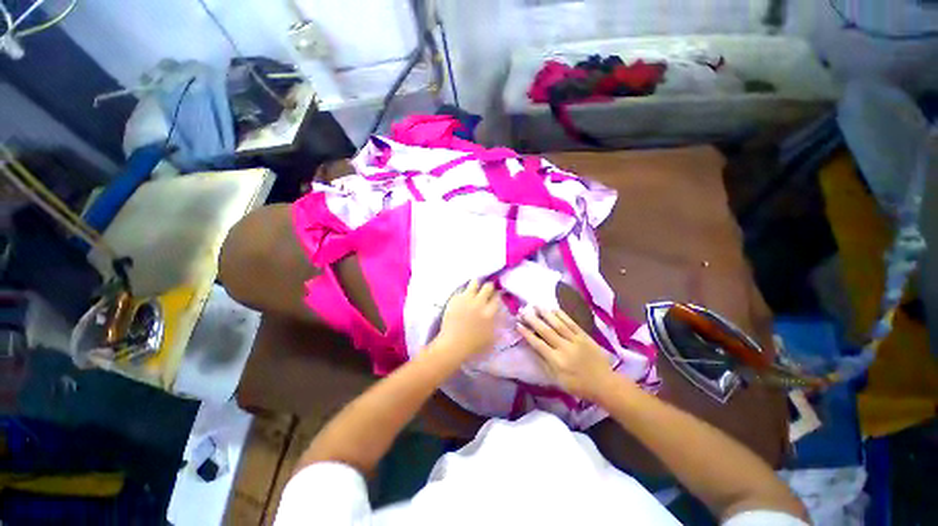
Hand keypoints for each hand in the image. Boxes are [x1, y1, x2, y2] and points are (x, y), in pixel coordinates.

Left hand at [435, 279, 500, 359]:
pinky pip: (462, 290)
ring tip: (475, 287)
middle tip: (487, 291)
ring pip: (474, 283)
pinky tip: (463, 298)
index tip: (495, 296)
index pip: (497, 297)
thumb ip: (497, 324)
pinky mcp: (455, 299)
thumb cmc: (473, 345)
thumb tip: (500, 315)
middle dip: (489, 287)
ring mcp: (466, 299)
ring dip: (476, 284)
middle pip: (488, 287)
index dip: (497, 296)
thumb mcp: (491, 337)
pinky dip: (464, 293)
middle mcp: (479, 302)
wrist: (453, 345)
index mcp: (490, 312)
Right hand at [518, 308, 618, 399]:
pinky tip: (554, 309)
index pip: (538, 344)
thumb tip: (533, 349)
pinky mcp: (585, 336)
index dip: (527, 334)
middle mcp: (565, 348)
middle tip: (524, 311)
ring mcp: (576, 340)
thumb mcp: (558, 380)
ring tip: (536, 305)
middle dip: (533, 320)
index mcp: (557, 361)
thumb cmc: (578, 385)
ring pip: (558, 324)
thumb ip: (544, 364)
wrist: (604, 384)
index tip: (518, 324)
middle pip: (546, 331)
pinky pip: (572, 323)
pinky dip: (562, 315)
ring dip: (546, 314)